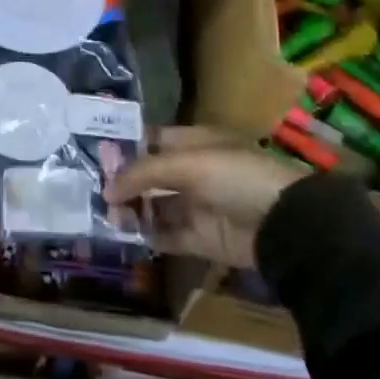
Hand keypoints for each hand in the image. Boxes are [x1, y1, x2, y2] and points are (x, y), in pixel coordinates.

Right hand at [104, 126, 306, 269]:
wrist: (284, 226)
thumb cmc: (236, 177)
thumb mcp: (189, 164)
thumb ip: (144, 173)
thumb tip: (107, 188)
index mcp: (195, 142)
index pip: (152, 140)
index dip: (126, 147)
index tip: (95, 157)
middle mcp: (195, 171)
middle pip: (151, 175)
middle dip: (124, 182)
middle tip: (94, 192)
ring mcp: (198, 205)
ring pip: (156, 206)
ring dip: (132, 210)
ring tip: (108, 216)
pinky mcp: (202, 238)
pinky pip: (167, 235)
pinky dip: (148, 235)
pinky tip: (126, 234)